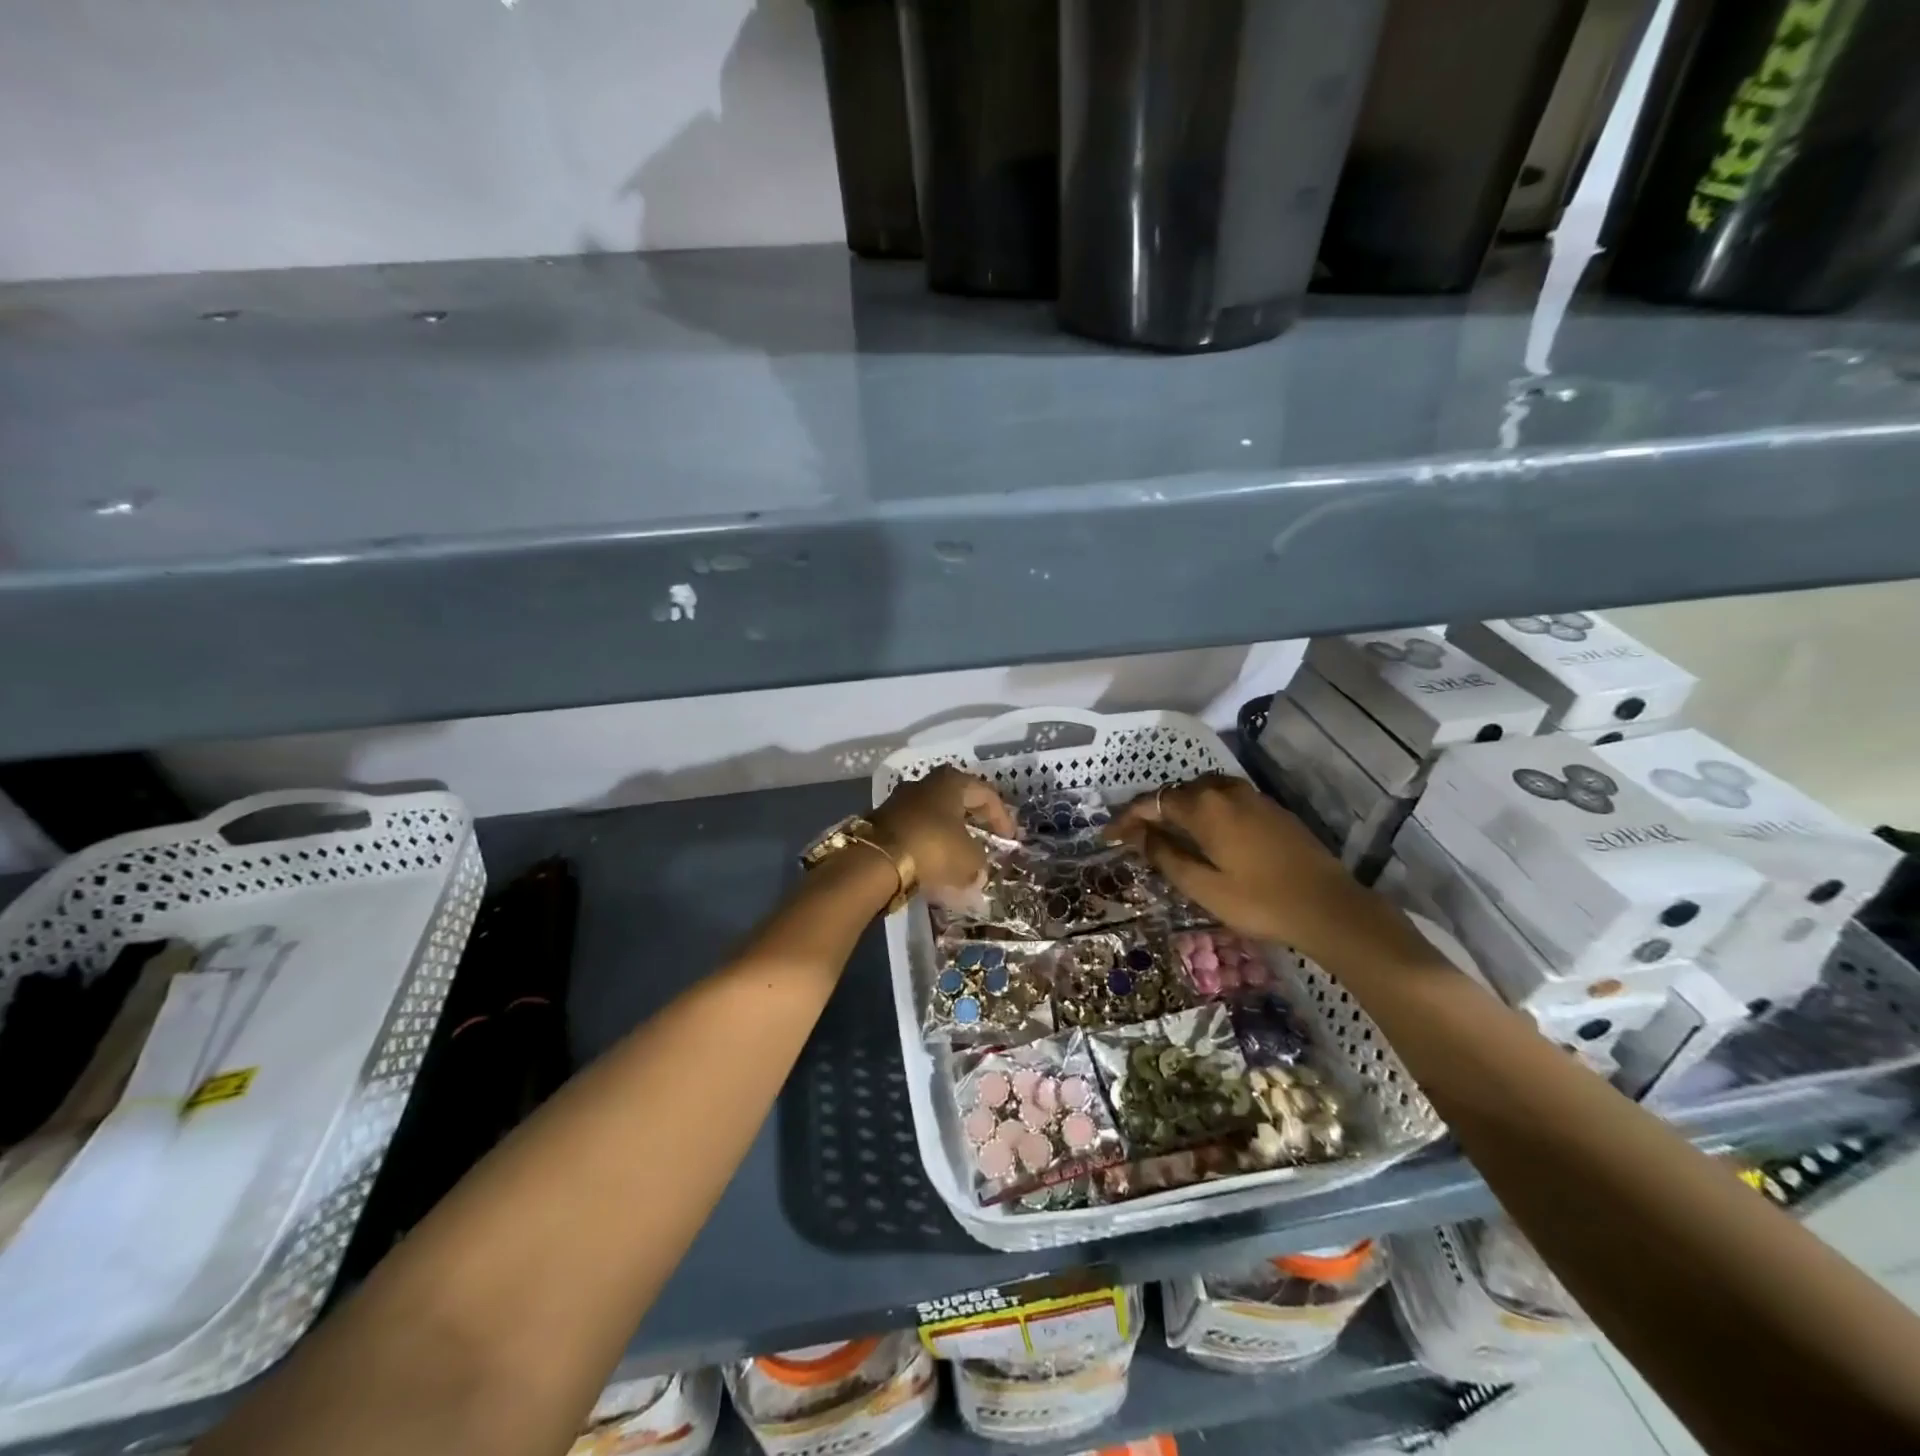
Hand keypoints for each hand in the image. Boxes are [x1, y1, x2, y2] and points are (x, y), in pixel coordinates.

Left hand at [870, 766, 1017, 893]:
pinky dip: (929, 845)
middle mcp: (925, 784)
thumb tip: (977, 869)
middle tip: (987, 839)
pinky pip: (915, 831)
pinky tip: (935, 864)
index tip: (1010, 839)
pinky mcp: (882, 822)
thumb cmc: (933, 848)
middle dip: (974, 821)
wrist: (875, 860)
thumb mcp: (969, 859)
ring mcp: (900, 801)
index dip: (1002, 817)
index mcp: (951, 782)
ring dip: (949, 834)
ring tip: (960, 857)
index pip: (986, 794)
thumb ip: (979, 861)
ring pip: (934, 815)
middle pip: (958, 800)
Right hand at [1108, 774, 1371, 957]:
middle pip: (1176, 793)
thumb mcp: (1203, 886)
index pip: (1153, 802)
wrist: (1330, 907)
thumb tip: (1139, 835)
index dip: (1126, 818)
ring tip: (1165, 835)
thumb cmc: (1260, 901)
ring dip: (1178, 809)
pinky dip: (1205, 811)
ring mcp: (1252, 796)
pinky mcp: (1271, 808)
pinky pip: (1224, 800)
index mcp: (1204, 806)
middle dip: (1151, 812)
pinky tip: (1205, 835)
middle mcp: (1225, 790)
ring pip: (1202, 793)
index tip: (1108, 836)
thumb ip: (1165, 856)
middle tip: (1133, 838)